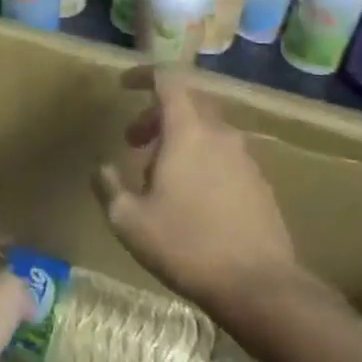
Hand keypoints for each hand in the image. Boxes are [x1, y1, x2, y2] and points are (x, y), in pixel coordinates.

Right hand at [93, 67, 300, 323]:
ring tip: (157, 175)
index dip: (143, 75)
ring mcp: (245, 157)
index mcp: (188, 131)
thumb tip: (101, 167)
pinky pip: (223, 154)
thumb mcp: (129, 220)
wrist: (260, 286)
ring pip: (206, 129)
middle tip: (133, 140)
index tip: (123, 86)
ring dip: (178, 138)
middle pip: (187, 102)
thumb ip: (109, 186)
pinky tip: (189, 197)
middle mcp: (220, 134)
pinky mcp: (259, 182)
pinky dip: (200, 158)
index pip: (168, 79)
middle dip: (155, 113)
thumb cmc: (187, 245)